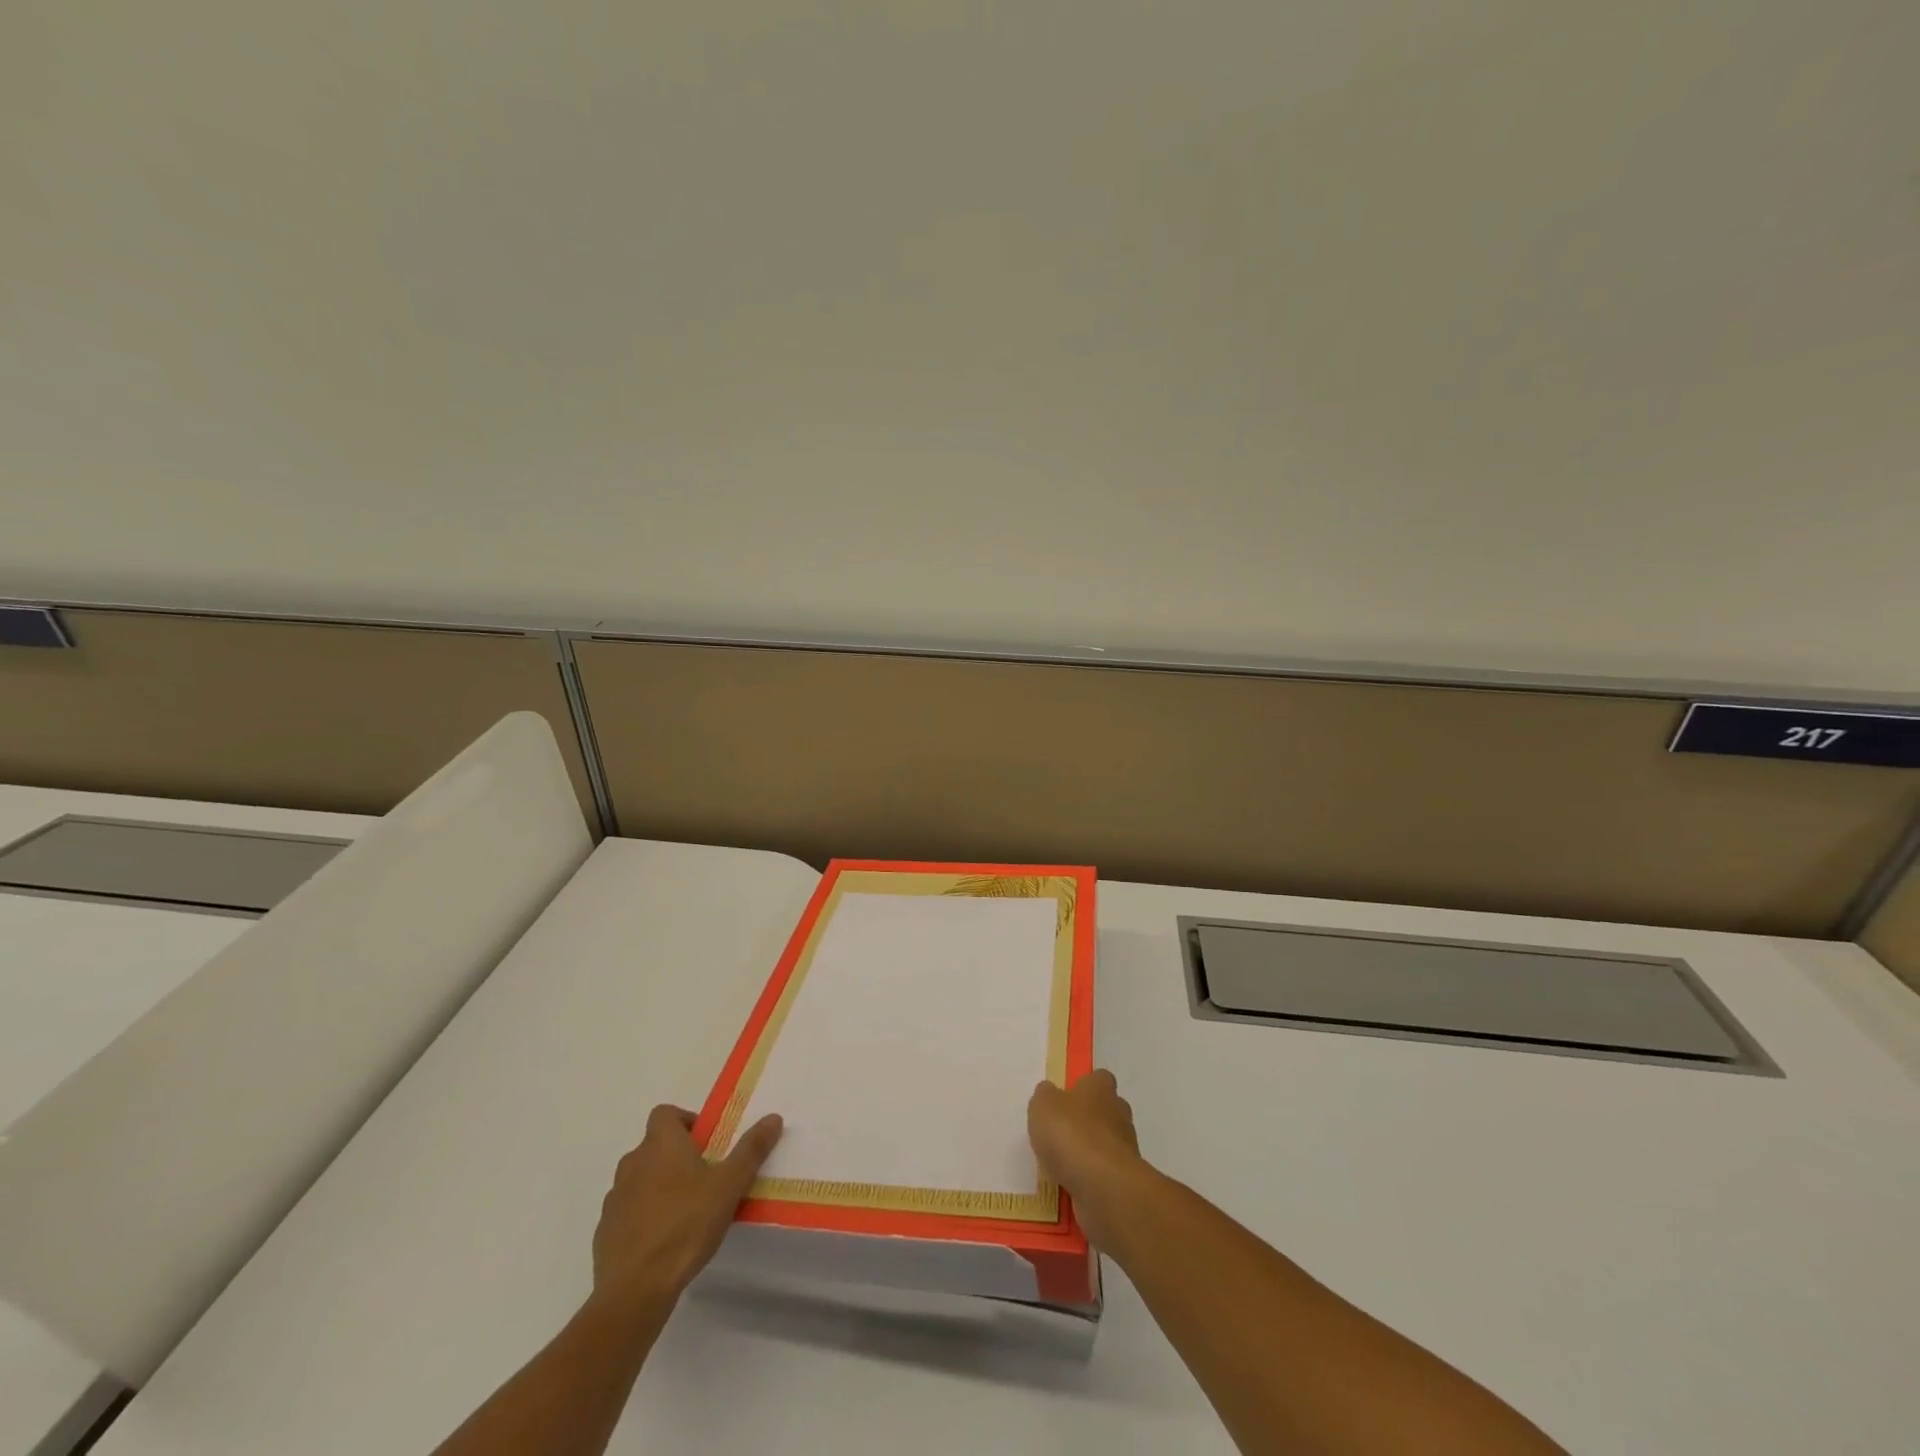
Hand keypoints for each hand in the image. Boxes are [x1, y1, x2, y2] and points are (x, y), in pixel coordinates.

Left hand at [590, 1104, 782, 1314]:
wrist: (635, 1288)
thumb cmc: (686, 1225)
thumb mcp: (729, 1185)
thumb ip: (751, 1150)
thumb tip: (773, 1117)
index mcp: (661, 1144)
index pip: (665, 1113)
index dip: (684, 1121)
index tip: (705, 1143)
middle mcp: (633, 1162)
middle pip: (654, 1146)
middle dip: (676, 1156)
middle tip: (703, 1179)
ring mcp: (615, 1198)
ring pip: (640, 1179)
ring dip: (658, 1186)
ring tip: (685, 1213)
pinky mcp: (604, 1231)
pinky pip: (628, 1211)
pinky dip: (643, 1217)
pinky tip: (663, 1241)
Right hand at [1028, 1069, 1143, 1247]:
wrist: (1103, 1187)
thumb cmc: (1071, 1134)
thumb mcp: (1043, 1105)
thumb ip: (1045, 1096)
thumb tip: (1050, 1093)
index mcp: (1101, 1088)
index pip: (1099, 1079)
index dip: (1084, 1086)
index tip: (1066, 1098)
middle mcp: (1118, 1114)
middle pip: (1105, 1111)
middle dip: (1087, 1121)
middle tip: (1060, 1132)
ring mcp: (1124, 1149)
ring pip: (1105, 1145)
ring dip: (1088, 1153)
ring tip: (1060, 1165)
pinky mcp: (1123, 1181)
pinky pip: (1103, 1175)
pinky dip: (1089, 1180)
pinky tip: (1069, 1187)